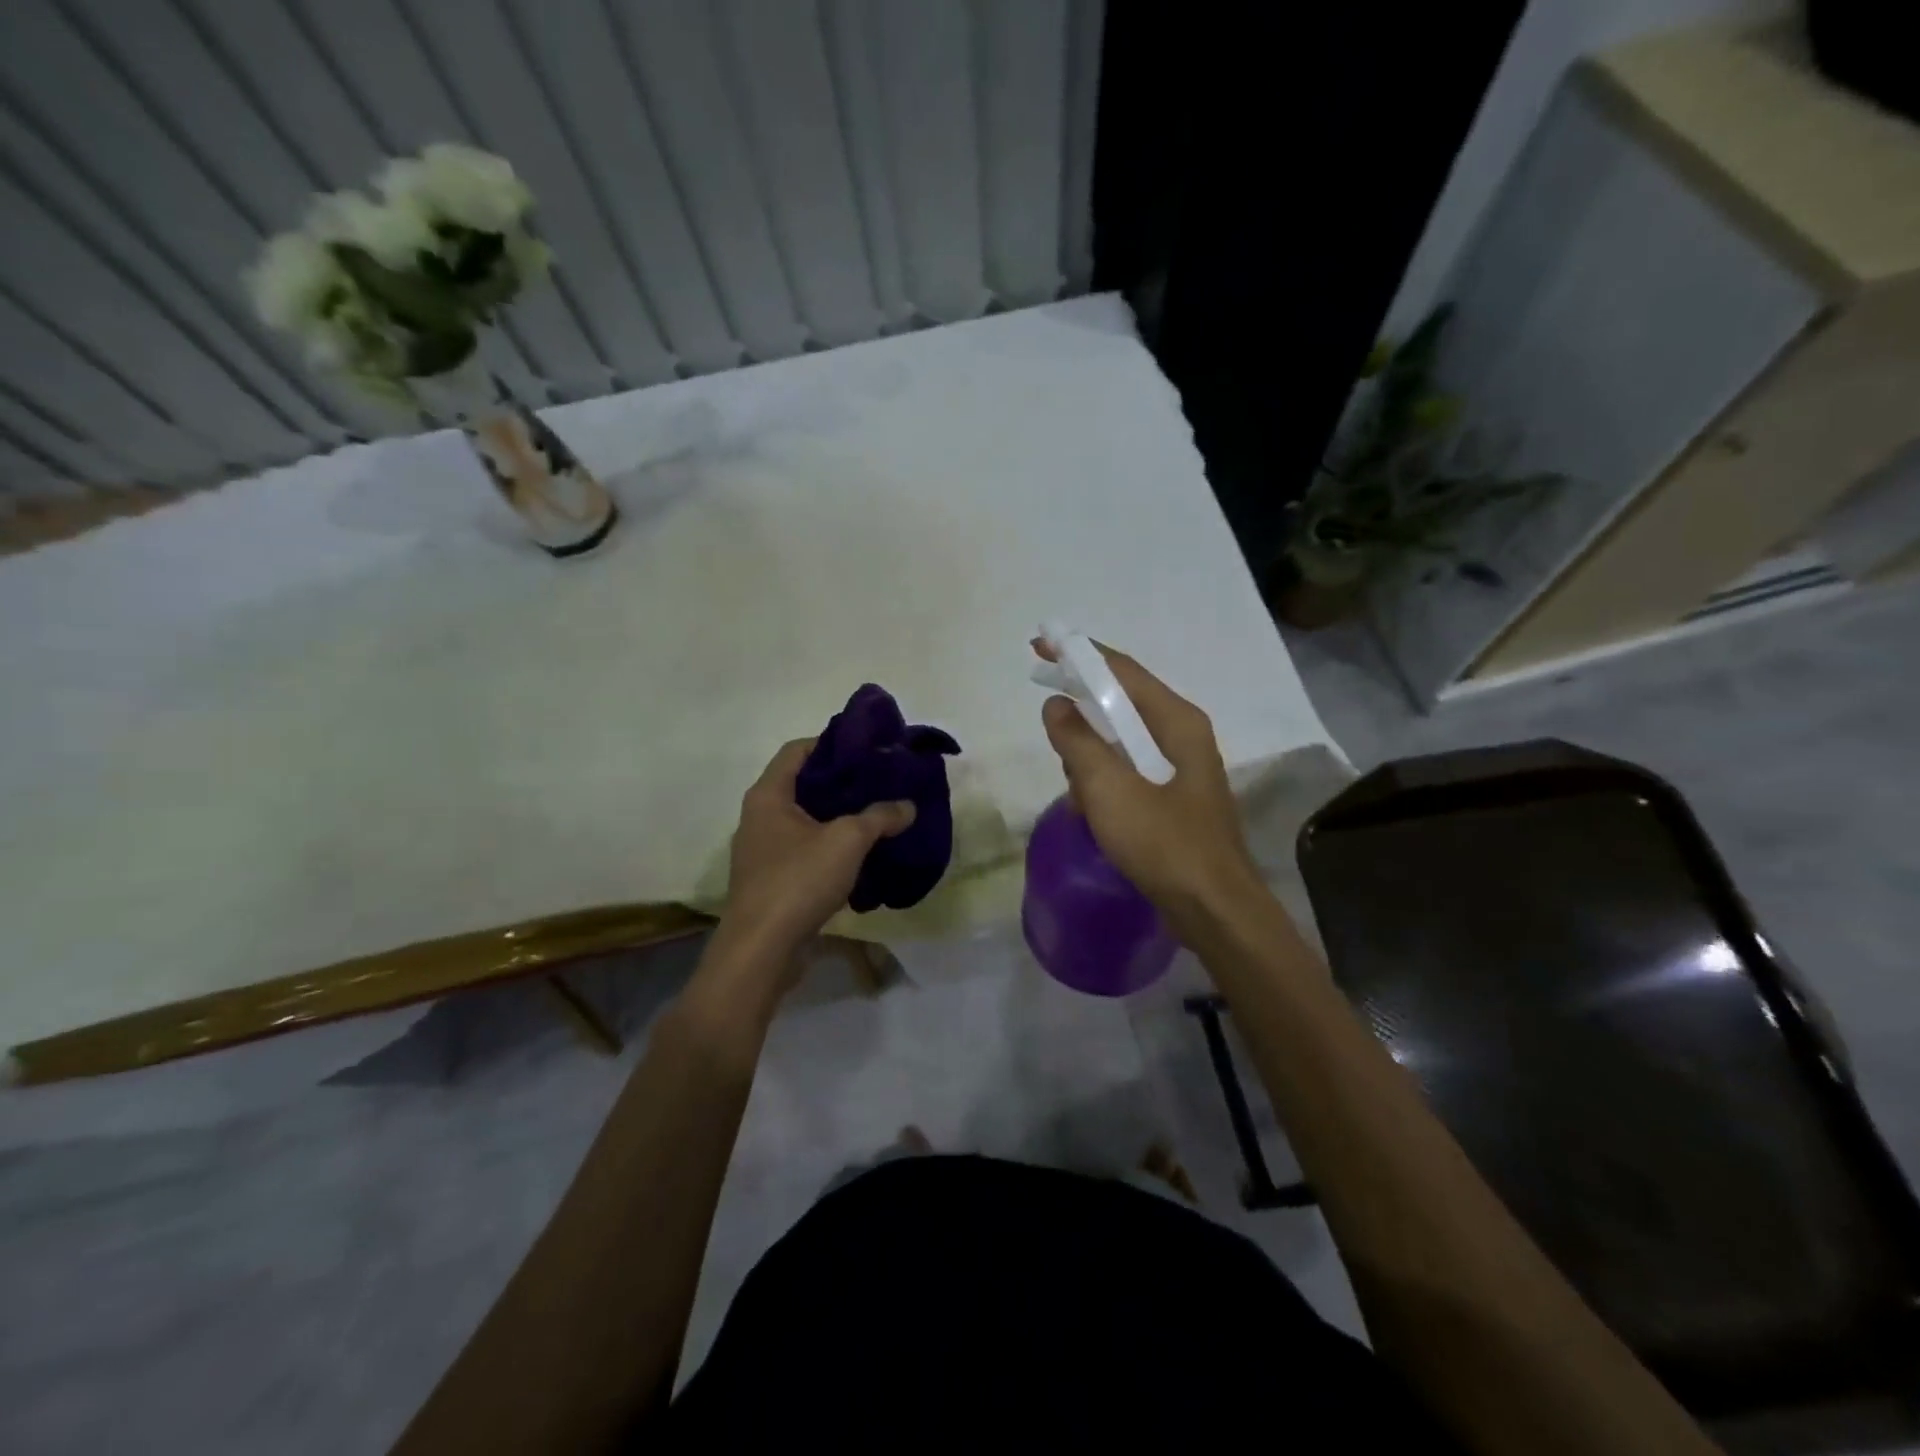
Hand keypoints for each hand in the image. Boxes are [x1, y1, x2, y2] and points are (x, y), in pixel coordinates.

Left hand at [719, 738, 916, 964]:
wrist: (762, 949)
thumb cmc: (798, 880)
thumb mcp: (847, 841)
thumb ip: (880, 817)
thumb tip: (907, 806)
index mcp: (769, 795)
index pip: (797, 749)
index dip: (831, 743)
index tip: (867, 749)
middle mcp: (760, 816)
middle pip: (803, 784)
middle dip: (842, 782)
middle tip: (880, 781)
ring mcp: (763, 850)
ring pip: (806, 820)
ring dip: (838, 817)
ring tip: (877, 815)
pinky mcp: (772, 879)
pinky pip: (805, 849)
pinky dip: (831, 846)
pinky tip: (861, 855)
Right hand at [1037, 641, 1262, 936]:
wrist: (1213, 910)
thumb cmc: (1164, 843)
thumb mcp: (1109, 789)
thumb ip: (1078, 742)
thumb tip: (1056, 705)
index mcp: (1176, 721)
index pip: (1122, 670)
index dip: (1079, 654)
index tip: (1041, 645)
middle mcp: (1182, 735)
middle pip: (1123, 702)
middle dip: (1082, 705)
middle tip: (1046, 705)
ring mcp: (1181, 769)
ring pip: (1123, 741)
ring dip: (1091, 754)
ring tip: (1073, 786)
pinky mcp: (1174, 798)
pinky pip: (1128, 772)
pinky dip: (1104, 781)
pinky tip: (1088, 809)